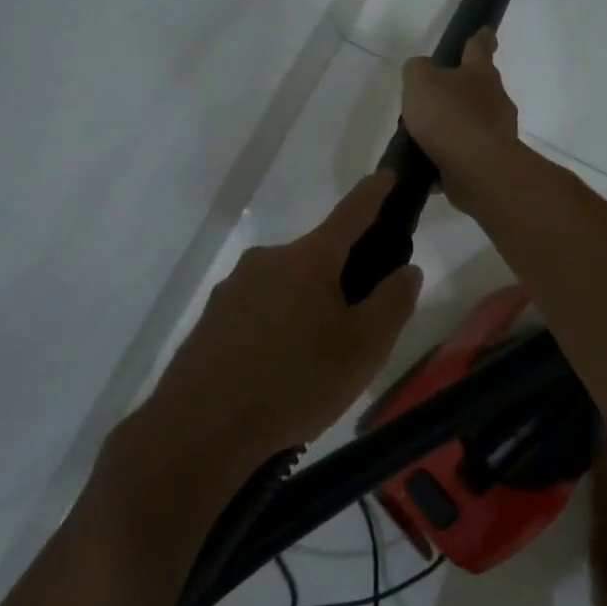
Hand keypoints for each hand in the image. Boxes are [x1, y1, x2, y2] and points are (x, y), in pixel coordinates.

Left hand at [145, 175, 423, 461]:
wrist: (199, 430)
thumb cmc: (294, 382)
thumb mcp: (363, 349)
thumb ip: (392, 303)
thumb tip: (407, 270)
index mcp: (308, 259)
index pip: (351, 213)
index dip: (374, 193)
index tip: (387, 175)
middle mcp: (268, 260)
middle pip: (317, 256)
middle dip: (342, 276)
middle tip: (358, 323)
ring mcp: (234, 288)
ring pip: (287, 286)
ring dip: (308, 306)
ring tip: (317, 359)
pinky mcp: (213, 319)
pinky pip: (259, 310)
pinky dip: (279, 327)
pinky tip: (280, 370)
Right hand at [401, 28, 521, 211]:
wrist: (478, 168)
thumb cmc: (449, 116)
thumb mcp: (420, 82)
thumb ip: (417, 70)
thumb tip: (422, 71)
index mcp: (480, 73)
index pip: (479, 47)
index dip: (480, 38)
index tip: (486, 31)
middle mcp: (495, 99)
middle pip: (480, 87)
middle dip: (463, 89)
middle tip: (439, 95)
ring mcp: (497, 132)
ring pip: (474, 122)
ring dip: (455, 127)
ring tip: (426, 138)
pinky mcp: (492, 161)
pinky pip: (468, 154)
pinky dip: (452, 158)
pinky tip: (431, 167)